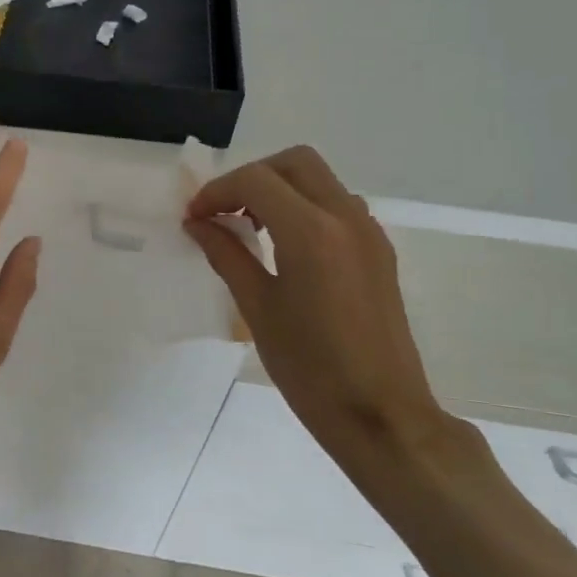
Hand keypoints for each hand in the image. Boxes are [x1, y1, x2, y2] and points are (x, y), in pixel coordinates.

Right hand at [185, 146, 455, 470]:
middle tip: (225, 212)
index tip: (195, 218)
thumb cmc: (310, 368)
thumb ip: (227, 255)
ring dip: (280, 188)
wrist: (381, 415)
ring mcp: (369, 231)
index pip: (256, 180)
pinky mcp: (379, 250)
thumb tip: (198, 224)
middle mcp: (346, 217)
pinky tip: (286, 247)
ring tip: (251, 229)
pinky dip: (305, 207)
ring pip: (319, 179)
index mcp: (312, 232)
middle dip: (252, 176)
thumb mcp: (257, 309)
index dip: (217, 192)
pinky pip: (337, 205)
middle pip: (294, 162)